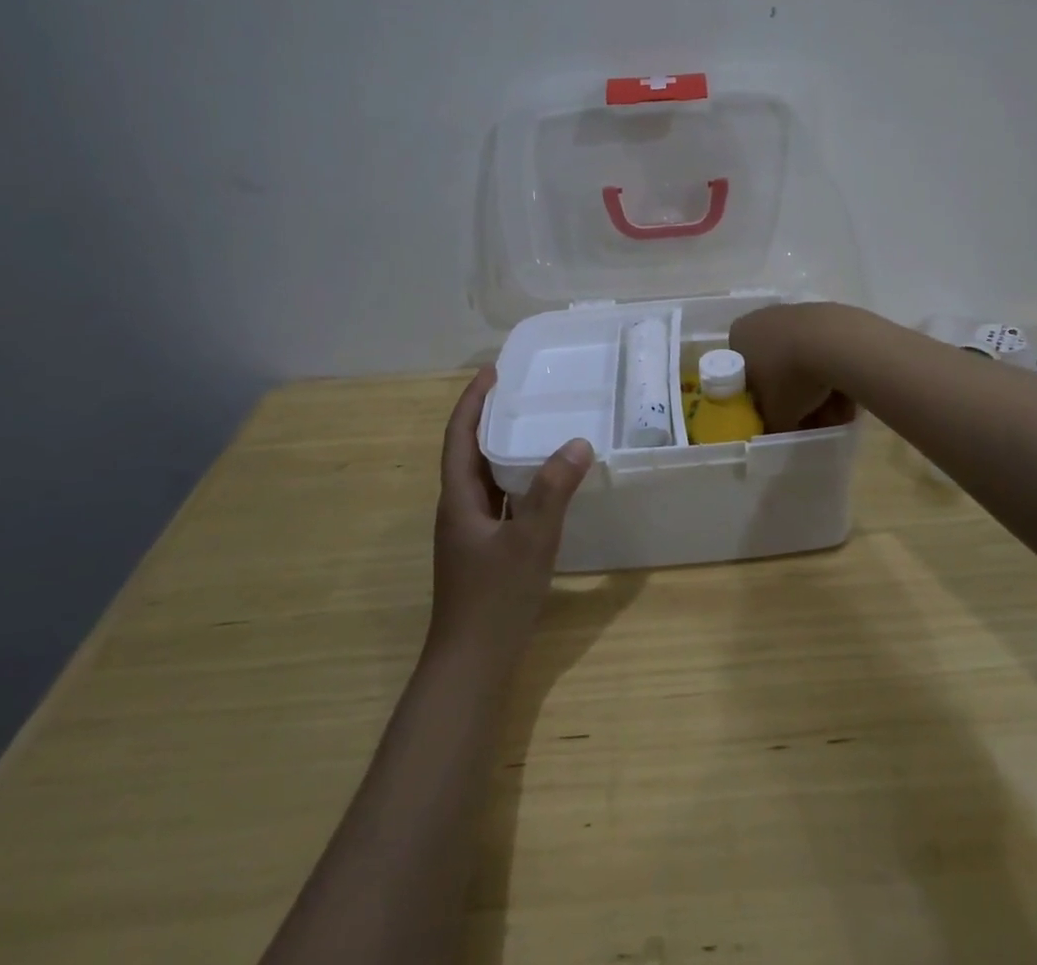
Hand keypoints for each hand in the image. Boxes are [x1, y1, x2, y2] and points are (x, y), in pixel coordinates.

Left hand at [429, 367, 592, 660]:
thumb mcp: (531, 540)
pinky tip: (543, 482)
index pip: (459, 436)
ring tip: (536, 425)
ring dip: (503, 448)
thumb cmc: (494, 599)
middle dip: (490, 417)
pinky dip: (516, 480)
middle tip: (523, 391)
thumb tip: (578, 442)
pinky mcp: (485, 549)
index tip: (493, 371)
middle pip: (469, 452)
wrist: (471, 665)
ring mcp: (470, 532)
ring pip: (484, 477)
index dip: (473, 401)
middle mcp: (458, 509)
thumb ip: (554, 491)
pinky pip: (499, 499)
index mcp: (458, 499)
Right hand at [729, 303, 856, 432]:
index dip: (762, 399)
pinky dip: (834, 372)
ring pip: (804, 360)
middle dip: (795, 395)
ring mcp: (795, 313)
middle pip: (777, 366)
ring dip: (818, 388)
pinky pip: (826, 351)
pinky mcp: (826, 313)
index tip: (778, 415)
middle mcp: (763, 319)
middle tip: (810, 419)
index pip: (745, 374)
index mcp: (739, 336)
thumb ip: (770, 425)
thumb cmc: (790, 377)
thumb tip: (775, 430)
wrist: (835, 343)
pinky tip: (848, 393)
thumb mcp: (775, 415)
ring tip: (836, 413)